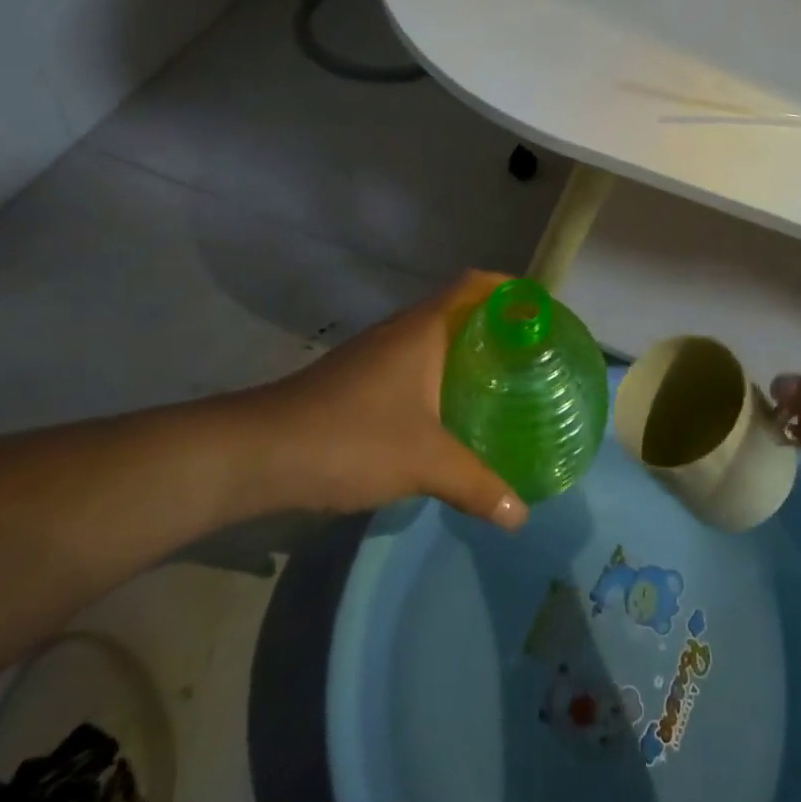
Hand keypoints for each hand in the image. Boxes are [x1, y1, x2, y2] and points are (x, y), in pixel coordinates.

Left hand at [211, 271, 528, 529]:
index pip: (473, 285)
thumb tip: (521, 516)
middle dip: (495, 326)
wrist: (259, 454)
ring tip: (501, 382)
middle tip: (532, 354)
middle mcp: (400, 332)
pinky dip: (439, 377)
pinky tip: (449, 413)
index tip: (541, 310)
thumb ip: (476, 485)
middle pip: (457, 310)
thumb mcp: (424, 462)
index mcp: (422, 330)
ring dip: (465, 352)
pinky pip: (413, 365)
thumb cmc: (351, 438)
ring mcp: (374, 355)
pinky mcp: (357, 381)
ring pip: (432, 340)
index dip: (508, 288)